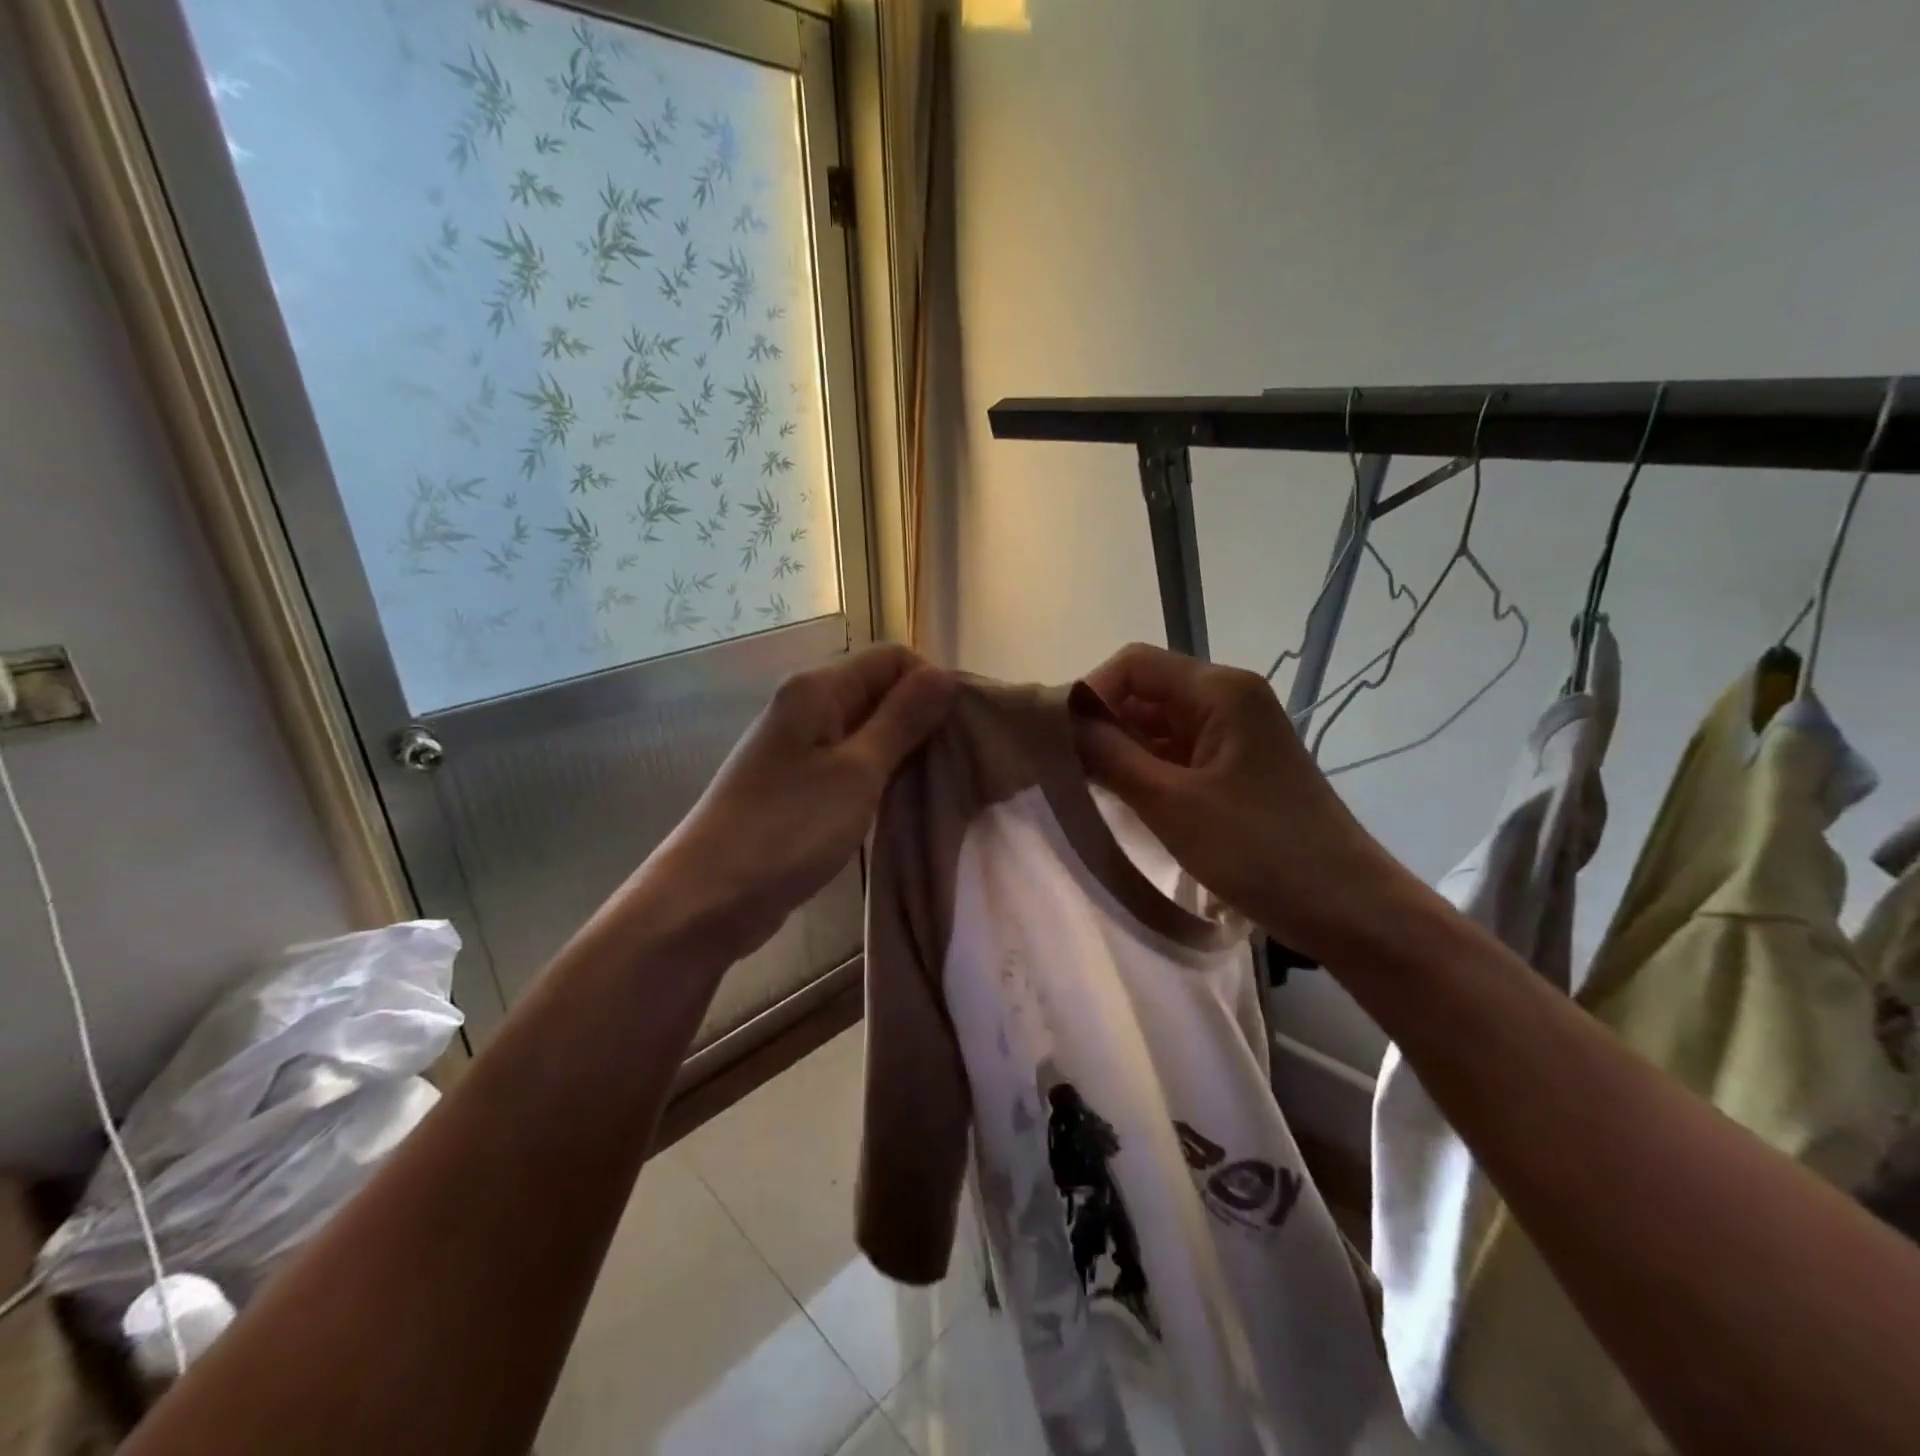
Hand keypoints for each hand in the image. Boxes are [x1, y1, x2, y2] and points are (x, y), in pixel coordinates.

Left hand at [646, 644, 954, 959]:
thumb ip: (902, 720)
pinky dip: (878, 777)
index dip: (931, 685)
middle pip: (880, 692)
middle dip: (921, 720)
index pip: (893, 659)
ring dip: (902, 753)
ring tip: (935, 786)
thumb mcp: (857, 772)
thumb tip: (943, 674)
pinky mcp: (797, 785)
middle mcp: (806, 707)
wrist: (709, 898)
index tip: (960, 730)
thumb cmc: (787, 828)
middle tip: (956, 763)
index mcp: (817, 690)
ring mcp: (799, 748)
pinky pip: (850, 765)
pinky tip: (899, 804)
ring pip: (867, 732)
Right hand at [1074, 643, 1409, 959]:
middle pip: (1146, 691)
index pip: (1133, 665)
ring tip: (1087, 788)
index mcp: (1219, 691)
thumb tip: (1061, 721)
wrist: (1348, 909)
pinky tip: (1123, 799)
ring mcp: (1235, 735)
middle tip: (1066, 769)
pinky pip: (1178, 753)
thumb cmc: (1260, 851)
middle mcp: (1228, 700)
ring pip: (1159, 725)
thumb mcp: (1172, 804)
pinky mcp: (1237, 768)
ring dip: (1122, 749)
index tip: (1061, 741)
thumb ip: (1110, 756)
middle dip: (1103, 723)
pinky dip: (1147, 769)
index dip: (1091, 694)